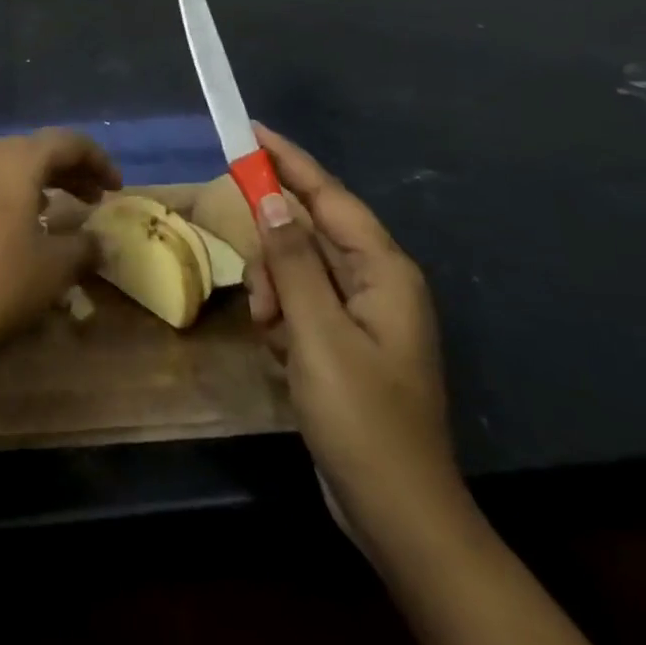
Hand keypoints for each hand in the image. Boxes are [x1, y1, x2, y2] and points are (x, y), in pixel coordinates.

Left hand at [0, 130, 119, 376]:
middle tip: (88, 198)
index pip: (66, 142)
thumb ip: (84, 247)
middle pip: (28, 150)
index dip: (97, 160)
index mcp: (14, 161)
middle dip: (63, 171)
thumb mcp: (54, 270)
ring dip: (22, 181)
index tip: (115, 188)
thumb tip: (99, 241)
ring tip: (42, 208)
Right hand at [246, 124, 464, 552]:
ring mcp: (361, 312)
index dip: (288, 160)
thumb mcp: (318, 334)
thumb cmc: (363, 418)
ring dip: (276, 296)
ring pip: (297, 271)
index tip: (249, 130)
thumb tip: (270, 199)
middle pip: (307, 234)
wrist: (396, 514)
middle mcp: (376, 281)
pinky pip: (301, 304)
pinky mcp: (344, 339)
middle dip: (275, 259)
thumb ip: (292, 261)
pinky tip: (283, 357)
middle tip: (262, 300)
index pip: (328, 195)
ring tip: (274, 340)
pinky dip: (284, 321)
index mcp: (384, 269)